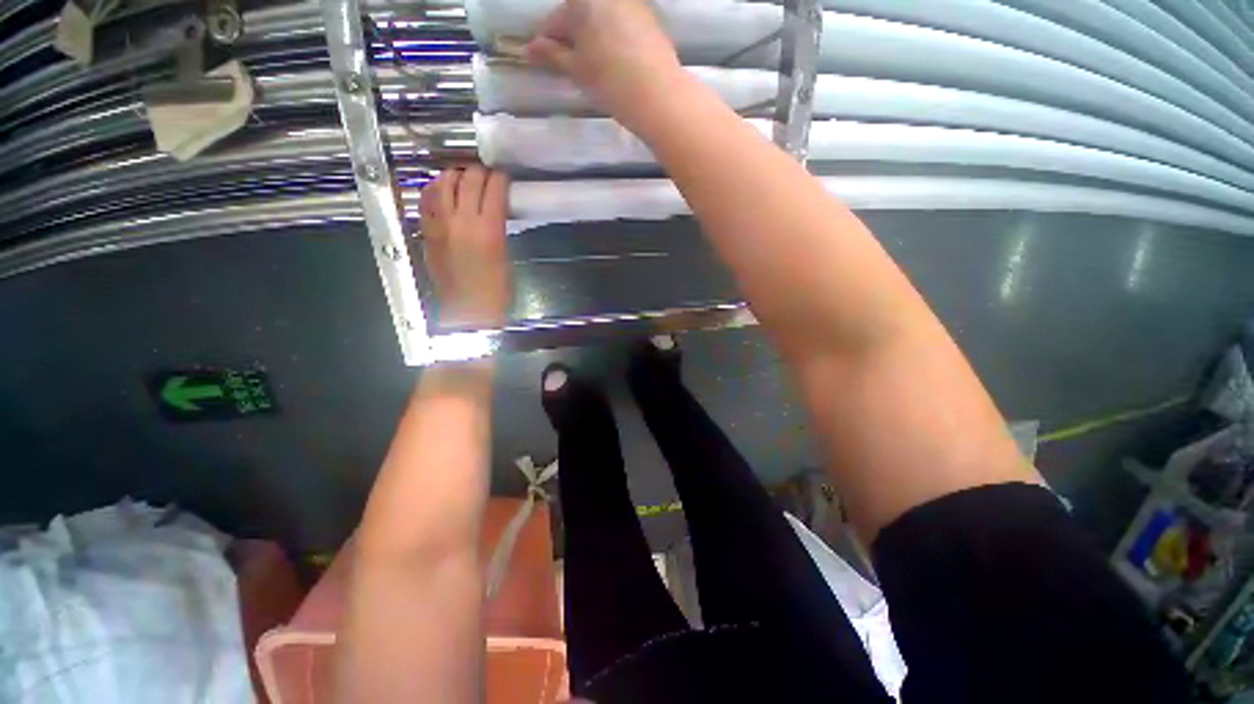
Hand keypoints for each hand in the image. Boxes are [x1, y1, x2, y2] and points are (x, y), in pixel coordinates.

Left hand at [419, 165, 511, 327]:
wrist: (469, 310)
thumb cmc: (496, 290)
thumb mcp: (505, 255)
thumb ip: (497, 228)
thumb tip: (493, 211)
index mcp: (489, 230)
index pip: (493, 188)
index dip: (500, 178)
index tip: (503, 177)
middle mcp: (462, 221)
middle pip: (468, 180)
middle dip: (479, 172)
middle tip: (486, 175)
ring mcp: (440, 225)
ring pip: (443, 184)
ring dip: (454, 176)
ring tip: (462, 177)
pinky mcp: (427, 232)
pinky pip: (425, 201)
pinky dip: (434, 190)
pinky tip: (441, 191)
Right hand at [524, 0, 682, 126]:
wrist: (659, 96)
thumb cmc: (612, 82)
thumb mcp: (577, 70)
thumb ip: (552, 55)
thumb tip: (530, 49)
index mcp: (585, 0)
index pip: (556, 20)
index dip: (546, 42)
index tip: (541, 59)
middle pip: (580, 15)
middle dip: (570, 37)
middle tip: (569, 65)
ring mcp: (633, 4)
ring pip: (602, 19)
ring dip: (592, 38)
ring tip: (593, 68)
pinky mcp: (650, 19)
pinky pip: (621, 24)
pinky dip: (612, 39)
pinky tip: (615, 63)